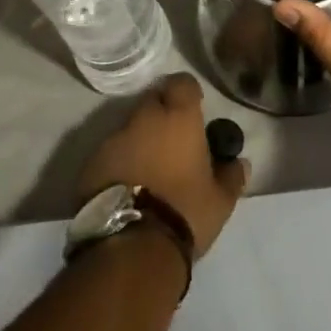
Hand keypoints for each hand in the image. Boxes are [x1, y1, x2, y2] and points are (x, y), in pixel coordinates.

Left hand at [75, 73, 249, 257]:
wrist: (131, 248)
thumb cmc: (184, 213)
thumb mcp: (220, 200)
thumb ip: (231, 175)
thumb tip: (239, 162)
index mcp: (178, 117)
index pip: (182, 83)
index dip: (188, 93)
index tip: (194, 110)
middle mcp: (143, 118)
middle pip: (152, 101)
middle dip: (162, 115)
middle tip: (172, 141)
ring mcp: (112, 139)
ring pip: (129, 128)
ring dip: (139, 140)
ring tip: (149, 170)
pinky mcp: (90, 164)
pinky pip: (109, 153)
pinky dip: (120, 162)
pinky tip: (127, 187)